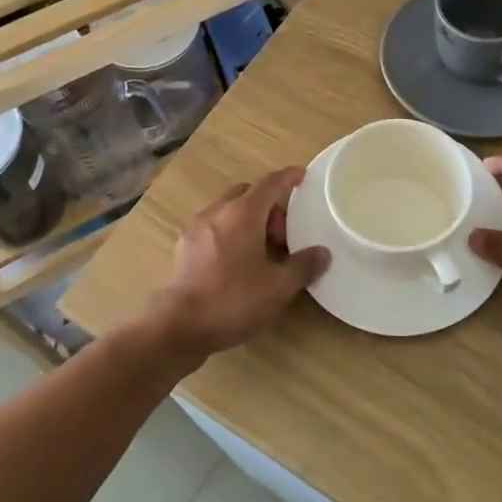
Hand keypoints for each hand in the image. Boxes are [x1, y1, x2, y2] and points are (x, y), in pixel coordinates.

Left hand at [149, 168, 329, 362]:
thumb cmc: (234, 299)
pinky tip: (236, 263)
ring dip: (248, 221)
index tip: (301, 176)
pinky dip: (230, 234)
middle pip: (247, 194)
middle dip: (268, 206)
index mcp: (243, 213)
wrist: (179, 326)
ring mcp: (196, 229)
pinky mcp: (184, 249)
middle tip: (284, 235)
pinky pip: (213, 229)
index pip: (270, 184)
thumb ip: (303, 266)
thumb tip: (322, 253)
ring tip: (262, 251)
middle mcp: (217, 213)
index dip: (288, 177)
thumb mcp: (278, 287)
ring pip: (227, 211)